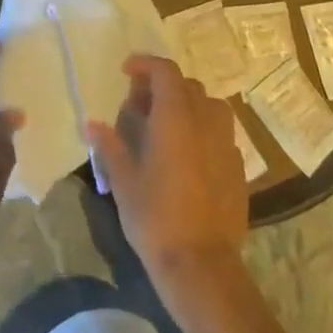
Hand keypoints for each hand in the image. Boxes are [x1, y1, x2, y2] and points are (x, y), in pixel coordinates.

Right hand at [87, 54, 247, 282]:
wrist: (202, 268)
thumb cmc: (156, 217)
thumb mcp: (123, 181)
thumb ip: (109, 146)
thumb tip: (92, 124)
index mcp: (175, 116)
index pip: (165, 70)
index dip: (145, 64)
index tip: (126, 73)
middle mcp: (205, 121)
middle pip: (187, 85)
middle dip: (163, 86)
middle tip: (141, 106)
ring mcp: (226, 145)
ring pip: (210, 106)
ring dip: (188, 106)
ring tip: (168, 126)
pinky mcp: (239, 169)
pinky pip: (221, 134)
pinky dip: (204, 131)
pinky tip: (189, 156)